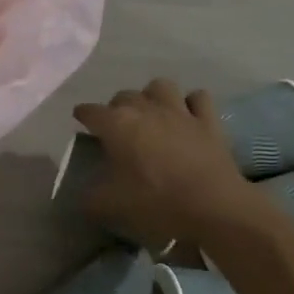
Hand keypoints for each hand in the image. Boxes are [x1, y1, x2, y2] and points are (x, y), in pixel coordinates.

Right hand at [71, 80, 251, 246]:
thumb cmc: (156, 203)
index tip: (80, 120)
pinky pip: (198, 98)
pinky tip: (187, 116)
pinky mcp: (208, 120)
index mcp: (117, 125)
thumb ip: (90, 197)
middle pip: (124, 96)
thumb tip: (82, 195)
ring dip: (151, 97)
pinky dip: (190, 103)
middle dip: (116, 108)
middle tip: (117, 128)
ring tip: (150, 114)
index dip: (83, 115)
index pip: (91, 111)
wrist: (213, 207)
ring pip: (160, 87)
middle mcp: (146, 109)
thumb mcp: (110, 206)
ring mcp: (179, 111)